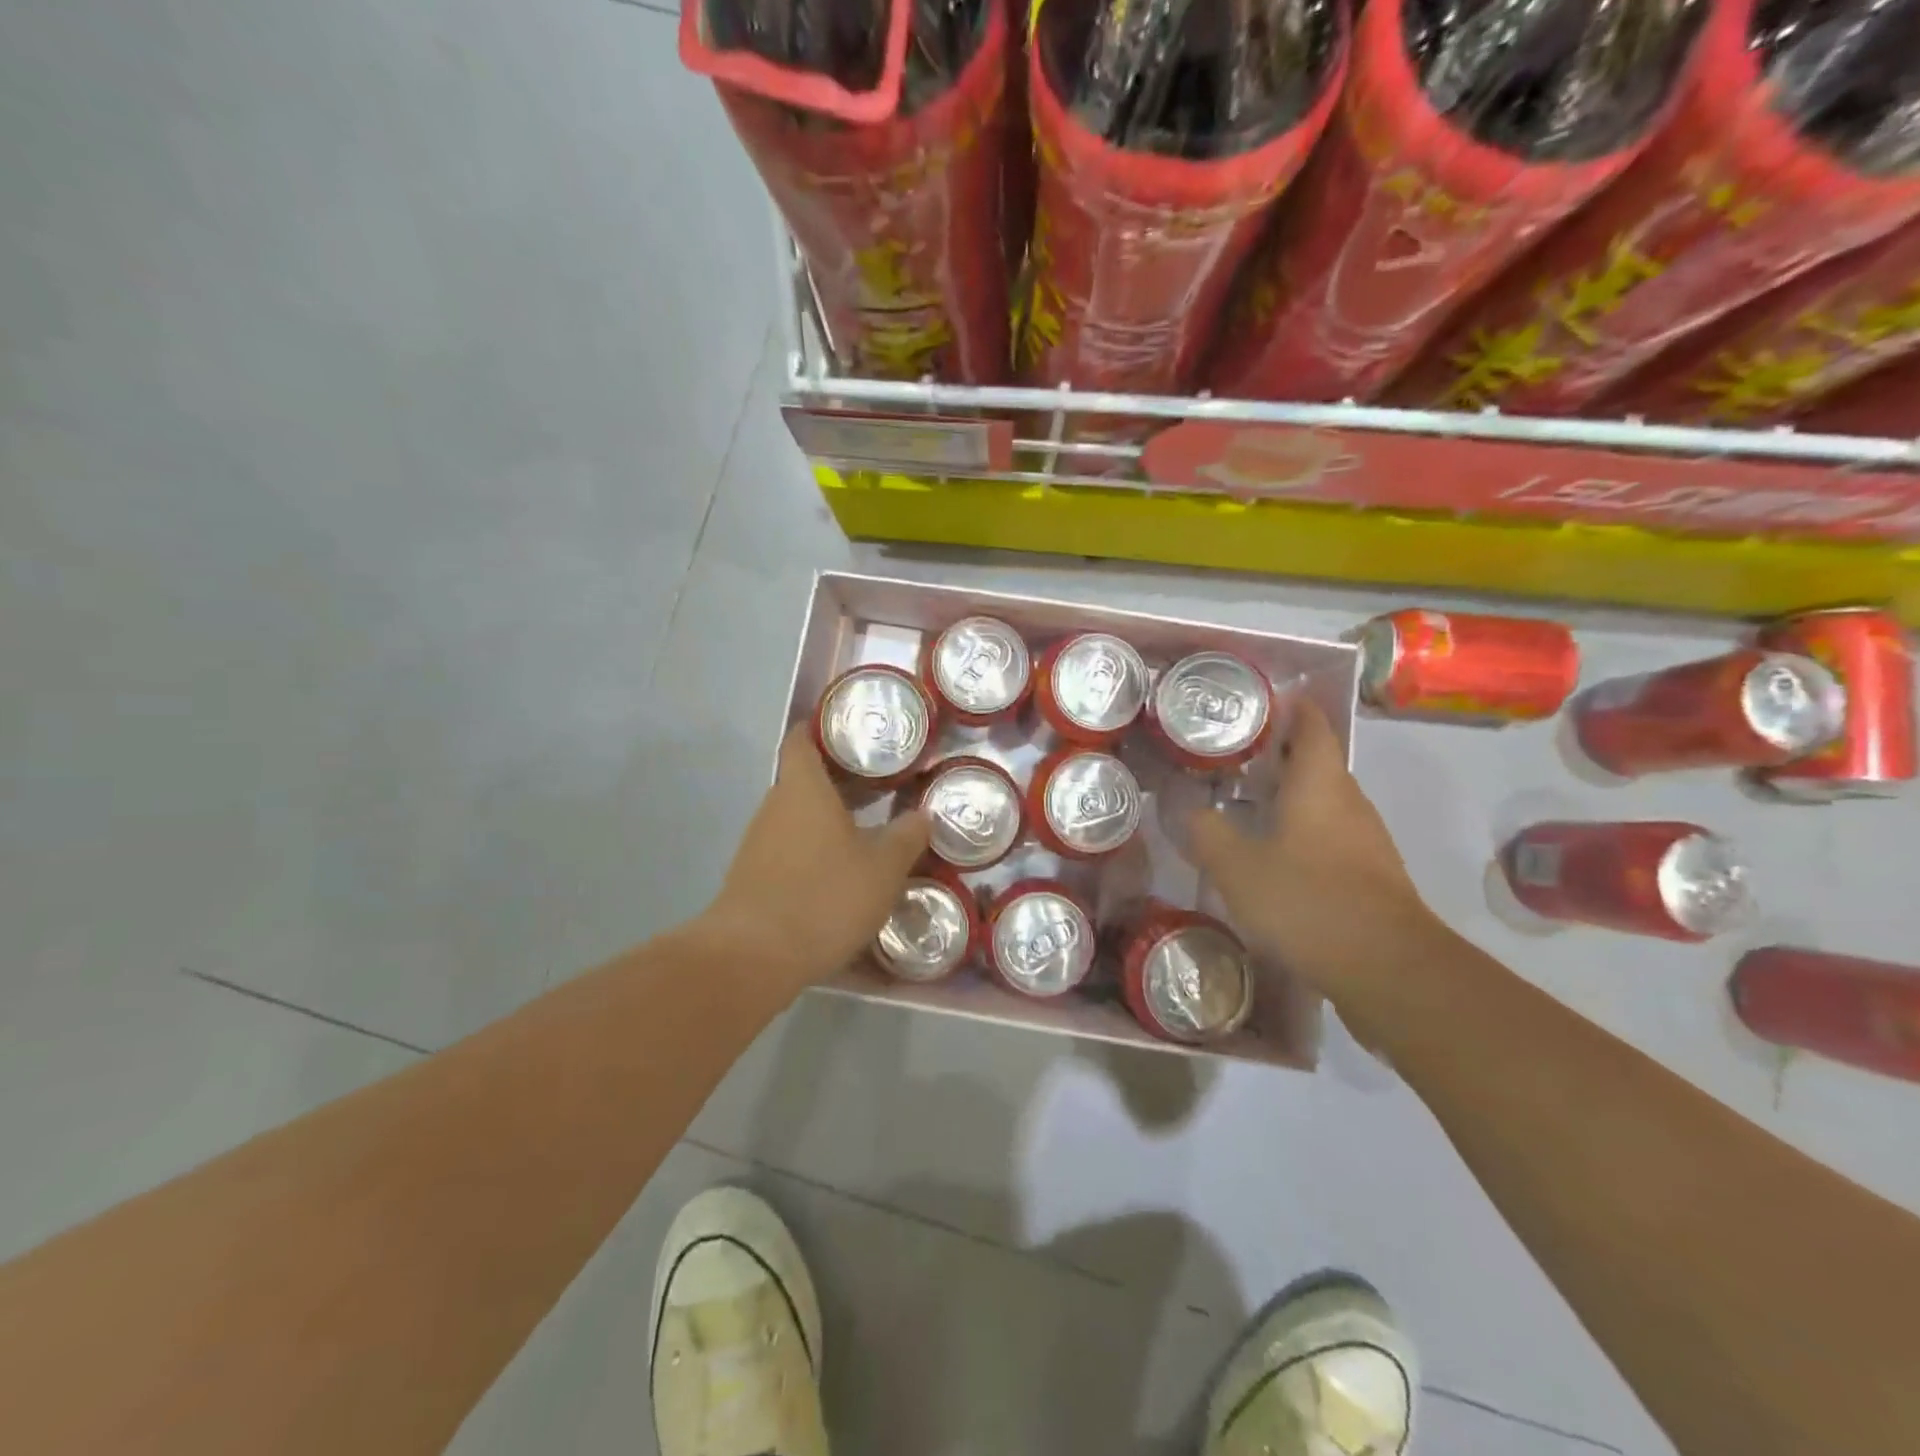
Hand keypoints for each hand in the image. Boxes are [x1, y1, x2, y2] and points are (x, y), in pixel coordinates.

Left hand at [701, 727, 929, 996]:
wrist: (754, 957)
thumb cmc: (824, 896)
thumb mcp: (883, 868)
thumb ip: (907, 837)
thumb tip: (923, 815)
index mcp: (803, 788)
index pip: (802, 738)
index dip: (822, 728)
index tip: (850, 731)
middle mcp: (775, 806)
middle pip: (803, 778)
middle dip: (838, 780)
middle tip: (880, 784)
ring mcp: (758, 842)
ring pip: (797, 817)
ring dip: (827, 820)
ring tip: (867, 830)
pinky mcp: (752, 876)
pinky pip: (788, 849)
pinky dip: (813, 851)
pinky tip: (840, 875)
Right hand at [1189, 699, 1439, 1006]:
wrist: (1388, 969)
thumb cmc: (1308, 900)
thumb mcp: (1236, 866)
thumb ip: (1205, 831)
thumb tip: (1183, 806)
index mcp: (1319, 782)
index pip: (1310, 723)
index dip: (1288, 705)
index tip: (1255, 702)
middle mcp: (1348, 800)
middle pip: (1315, 760)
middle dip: (1276, 751)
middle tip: (1229, 753)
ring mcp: (1364, 839)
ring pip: (1321, 800)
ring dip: (1286, 793)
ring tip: (1240, 799)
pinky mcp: (1368, 874)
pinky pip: (1328, 834)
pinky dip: (1298, 829)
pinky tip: (1269, 853)